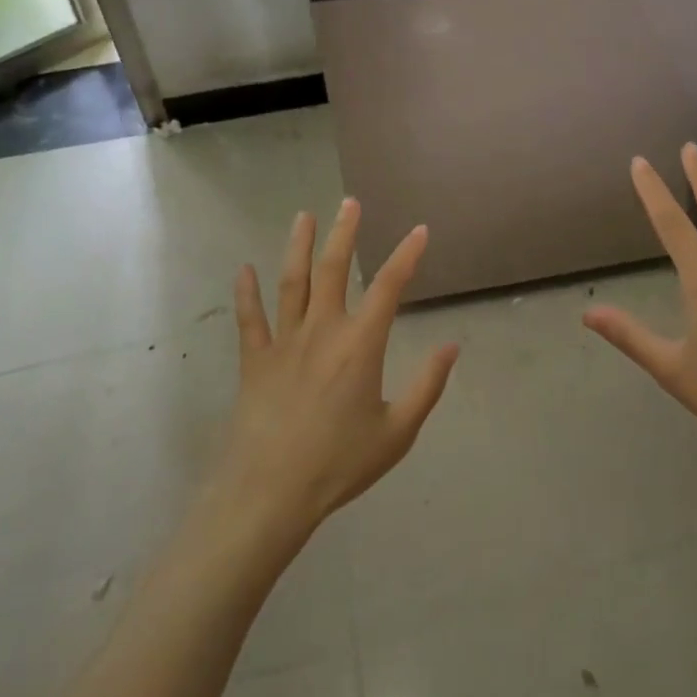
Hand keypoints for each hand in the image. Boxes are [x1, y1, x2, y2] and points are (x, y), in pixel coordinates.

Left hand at [215, 199, 458, 542]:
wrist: (269, 493)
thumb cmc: (339, 464)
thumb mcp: (397, 432)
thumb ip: (427, 386)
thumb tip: (451, 346)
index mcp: (360, 345)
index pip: (389, 286)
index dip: (407, 254)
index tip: (420, 230)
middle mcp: (322, 331)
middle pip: (334, 269)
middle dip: (344, 233)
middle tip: (350, 202)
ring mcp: (284, 342)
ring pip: (292, 282)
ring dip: (299, 246)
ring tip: (304, 216)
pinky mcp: (254, 361)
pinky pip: (249, 318)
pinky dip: (247, 292)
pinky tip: (245, 269)